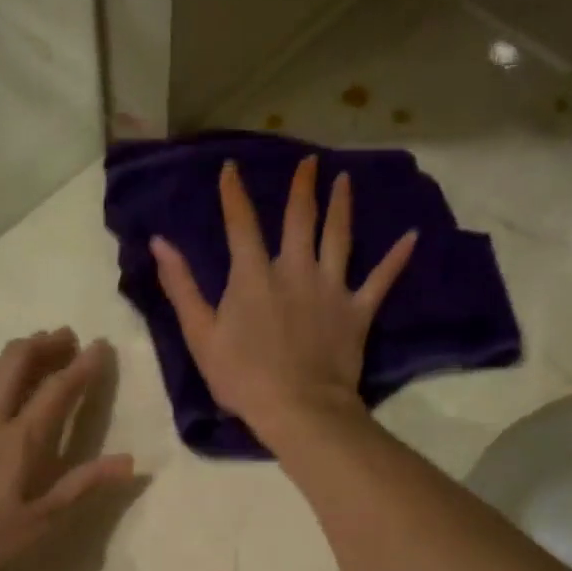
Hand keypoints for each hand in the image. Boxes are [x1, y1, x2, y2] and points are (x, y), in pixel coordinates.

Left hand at [0, 329, 134, 570]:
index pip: (58, 390)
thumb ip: (81, 488)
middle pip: (16, 364)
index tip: (99, 345)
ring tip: (22, 353)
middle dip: (44, 345)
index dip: (83, 366)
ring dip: (6, 354)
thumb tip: (129, 460)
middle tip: (63, 336)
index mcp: (19, 441)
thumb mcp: (35, 527)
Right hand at [150, 157, 414, 446]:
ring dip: (342, 206)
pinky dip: (397, 259)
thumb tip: (160, 243)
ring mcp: (331, 288)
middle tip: (309, 162)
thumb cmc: (243, 376)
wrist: (298, 408)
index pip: (241, 223)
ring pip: (338, 237)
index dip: (234, 193)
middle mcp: (295, 270)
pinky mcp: (358, 311)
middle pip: (300, 219)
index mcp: (253, 275)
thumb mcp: (200, 334)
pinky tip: (412, 237)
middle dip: (302, 187)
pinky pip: (381, 279)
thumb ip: (181, 286)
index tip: (231, 167)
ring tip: (345, 180)